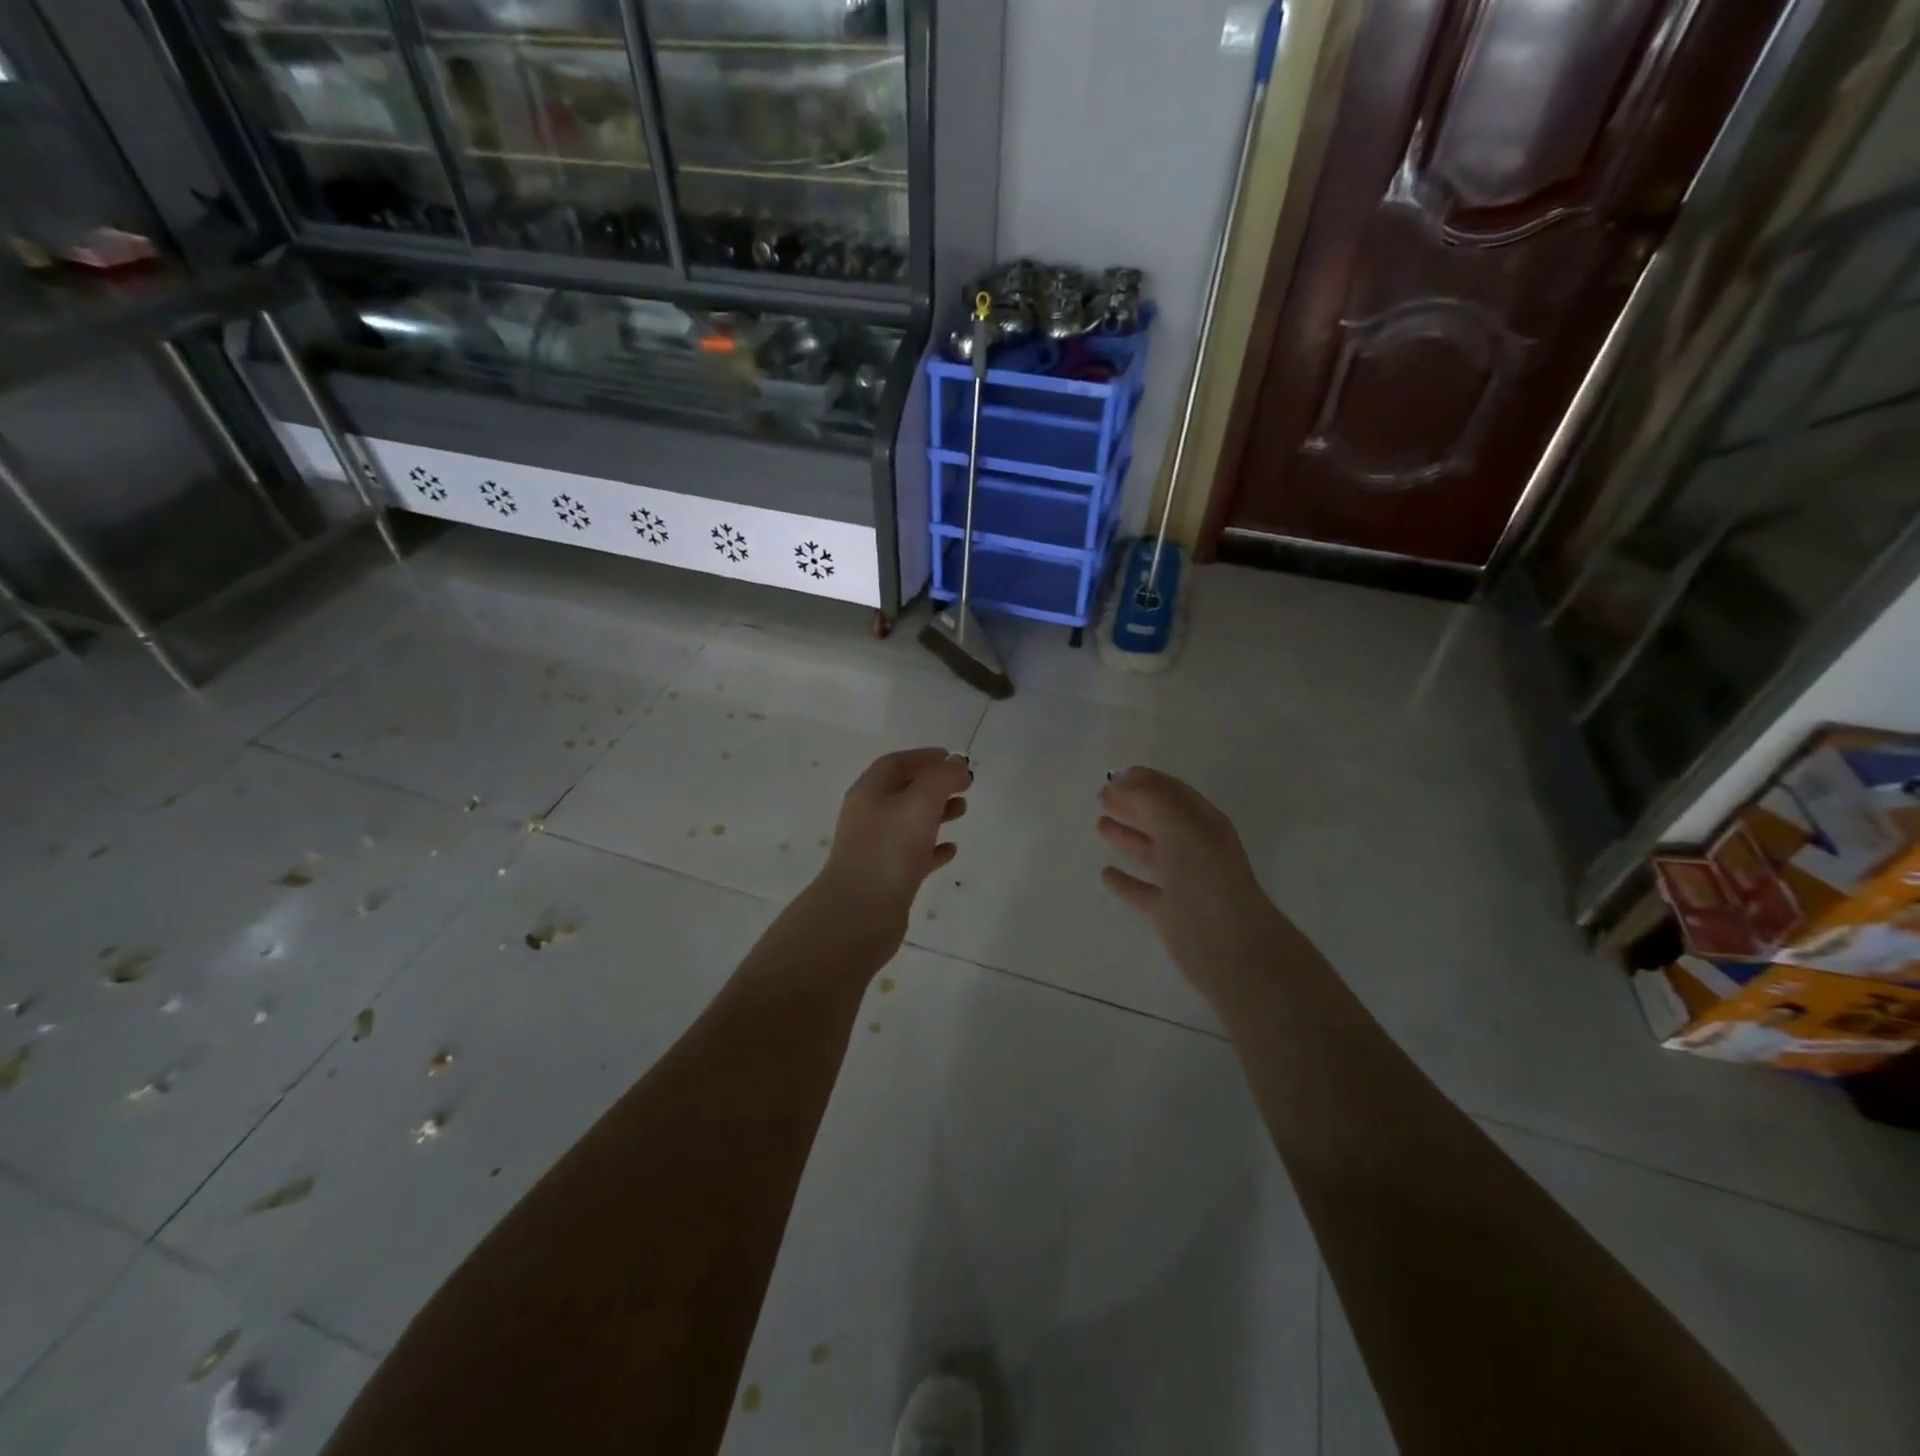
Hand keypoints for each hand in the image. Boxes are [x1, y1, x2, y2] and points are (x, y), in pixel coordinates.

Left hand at [811, 747, 971, 965]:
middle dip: (934, 785)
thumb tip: (957, 763)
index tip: (954, 759)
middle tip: (966, 786)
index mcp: (869, 793)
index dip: (924, 757)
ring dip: (937, 813)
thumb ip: (941, 778)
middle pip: (903, 791)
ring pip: (910, 822)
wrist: (860, 915)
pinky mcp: (887, 878)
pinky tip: (951, 849)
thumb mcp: (919, 803)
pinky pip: (913, 854)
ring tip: (963, 811)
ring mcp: (876, 848)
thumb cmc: (889, 850)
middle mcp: (869, 817)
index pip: (896, 763)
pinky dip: (933, 847)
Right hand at [1098, 767, 1293, 1005]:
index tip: (1114, 775)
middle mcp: (1194, 848)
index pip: (1172, 792)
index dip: (1145, 781)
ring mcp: (1182, 880)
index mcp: (1202, 823)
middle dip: (1132, 805)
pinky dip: (1124, 880)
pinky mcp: (1169, 910)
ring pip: (1149, 851)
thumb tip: (1121, 778)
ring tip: (1100, 825)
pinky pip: (1141, 889)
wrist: (1229, 943)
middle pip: (1159, 819)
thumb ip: (1150, 797)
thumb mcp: (1180, 825)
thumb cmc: (1204, 876)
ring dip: (1126, 836)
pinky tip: (1106, 874)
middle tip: (1101, 796)